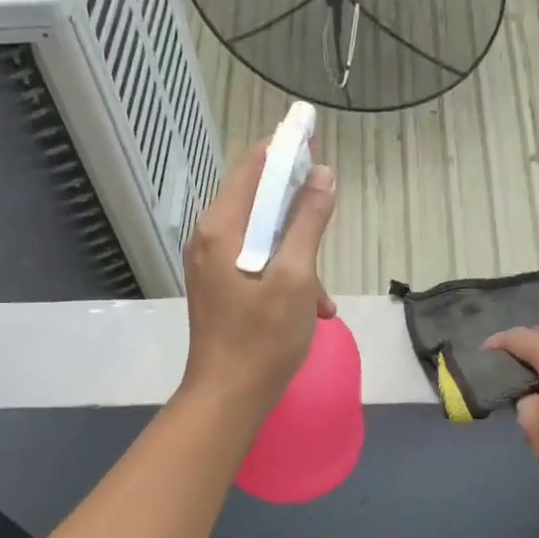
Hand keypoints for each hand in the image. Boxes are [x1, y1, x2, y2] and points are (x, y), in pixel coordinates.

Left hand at [179, 141, 336, 423]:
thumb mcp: (296, 277)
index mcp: (221, 227)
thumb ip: (308, 222)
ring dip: (298, 253)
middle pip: (256, 198)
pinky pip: (257, 262)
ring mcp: (212, 263)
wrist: (227, 397)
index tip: (316, 140)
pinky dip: (285, 275)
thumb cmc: (262, 338)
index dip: (285, 148)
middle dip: (297, 206)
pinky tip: (312, 308)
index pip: (252, 165)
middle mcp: (210, 237)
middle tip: (328, 212)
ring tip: (322, 294)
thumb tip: (322, 174)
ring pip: (262, 235)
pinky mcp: (220, 286)